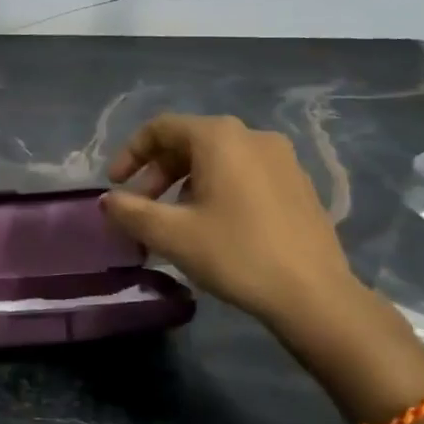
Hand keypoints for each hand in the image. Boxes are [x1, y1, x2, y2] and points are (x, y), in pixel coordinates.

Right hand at [101, 113, 377, 336]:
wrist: (315, 295)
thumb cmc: (236, 254)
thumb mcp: (171, 234)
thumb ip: (131, 211)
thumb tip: (108, 200)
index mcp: (220, 137)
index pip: (161, 128)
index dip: (130, 153)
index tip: (115, 184)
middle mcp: (252, 136)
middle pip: (190, 142)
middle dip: (158, 172)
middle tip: (141, 207)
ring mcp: (282, 158)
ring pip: (218, 159)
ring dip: (185, 183)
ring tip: (175, 220)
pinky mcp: (299, 184)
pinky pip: (245, 173)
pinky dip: (217, 188)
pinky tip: (214, 225)